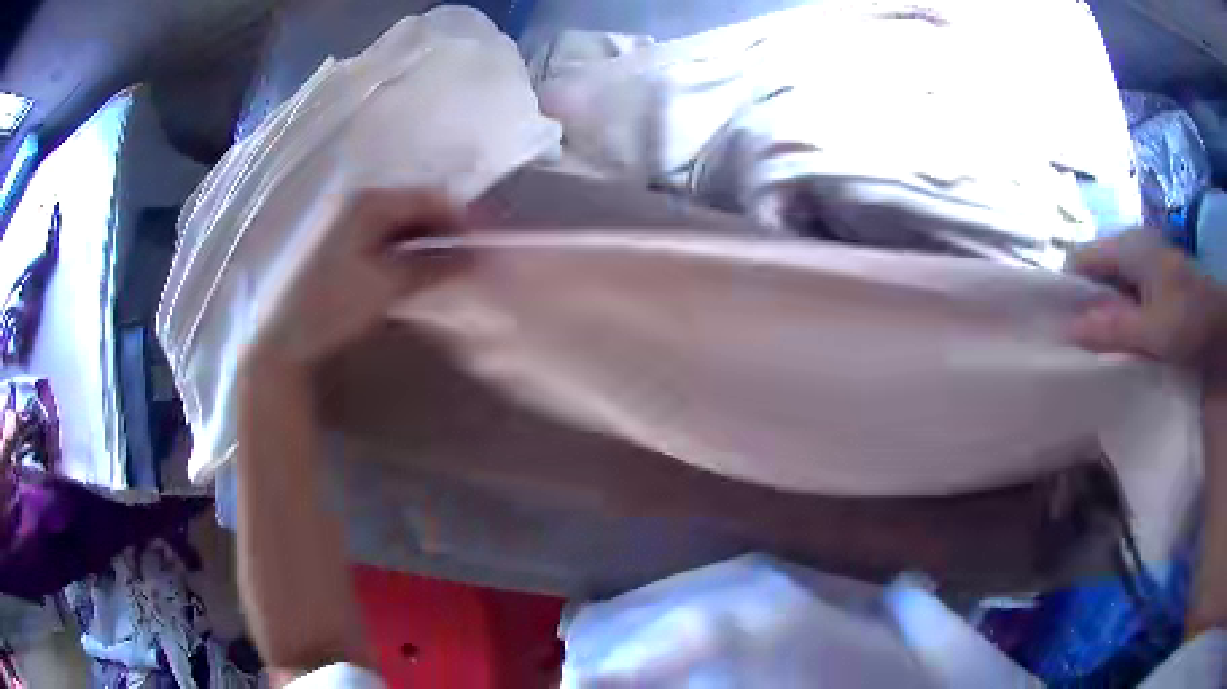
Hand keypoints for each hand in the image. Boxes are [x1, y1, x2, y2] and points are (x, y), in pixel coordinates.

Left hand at [252, 188, 461, 368]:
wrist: (286, 337)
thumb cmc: (335, 306)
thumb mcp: (390, 285)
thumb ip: (435, 266)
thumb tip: (474, 257)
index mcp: (370, 202)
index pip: (430, 197)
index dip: (460, 219)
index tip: (481, 246)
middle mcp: (357, 201)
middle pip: (414, 206)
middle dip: (443, 230)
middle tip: (466, 260)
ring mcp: (345, 221)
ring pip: (398, 222)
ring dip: (424, 241)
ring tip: (444, 269)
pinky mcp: (338, 242)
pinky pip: (382, 235)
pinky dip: (403, 250)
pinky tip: (411, 272)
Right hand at [1067, 230, 1226, 389]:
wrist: (1223, 328)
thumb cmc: (1193, 322)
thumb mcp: (1154, 332)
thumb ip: (1113, 330)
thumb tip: (1065, 332)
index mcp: (1129, 247)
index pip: (1081, 258)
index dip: (1066, 288)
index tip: (1059, 328)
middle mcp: (1133, 248)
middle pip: (1095, 273)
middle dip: (1085, 307)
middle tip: (1079, 347)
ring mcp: (1146, 265)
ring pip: (1111, 288)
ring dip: (1104, 316)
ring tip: (1099, 350)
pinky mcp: (1156, 284)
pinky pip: (1128, 298)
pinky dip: (1121, 319)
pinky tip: (1123, 344)